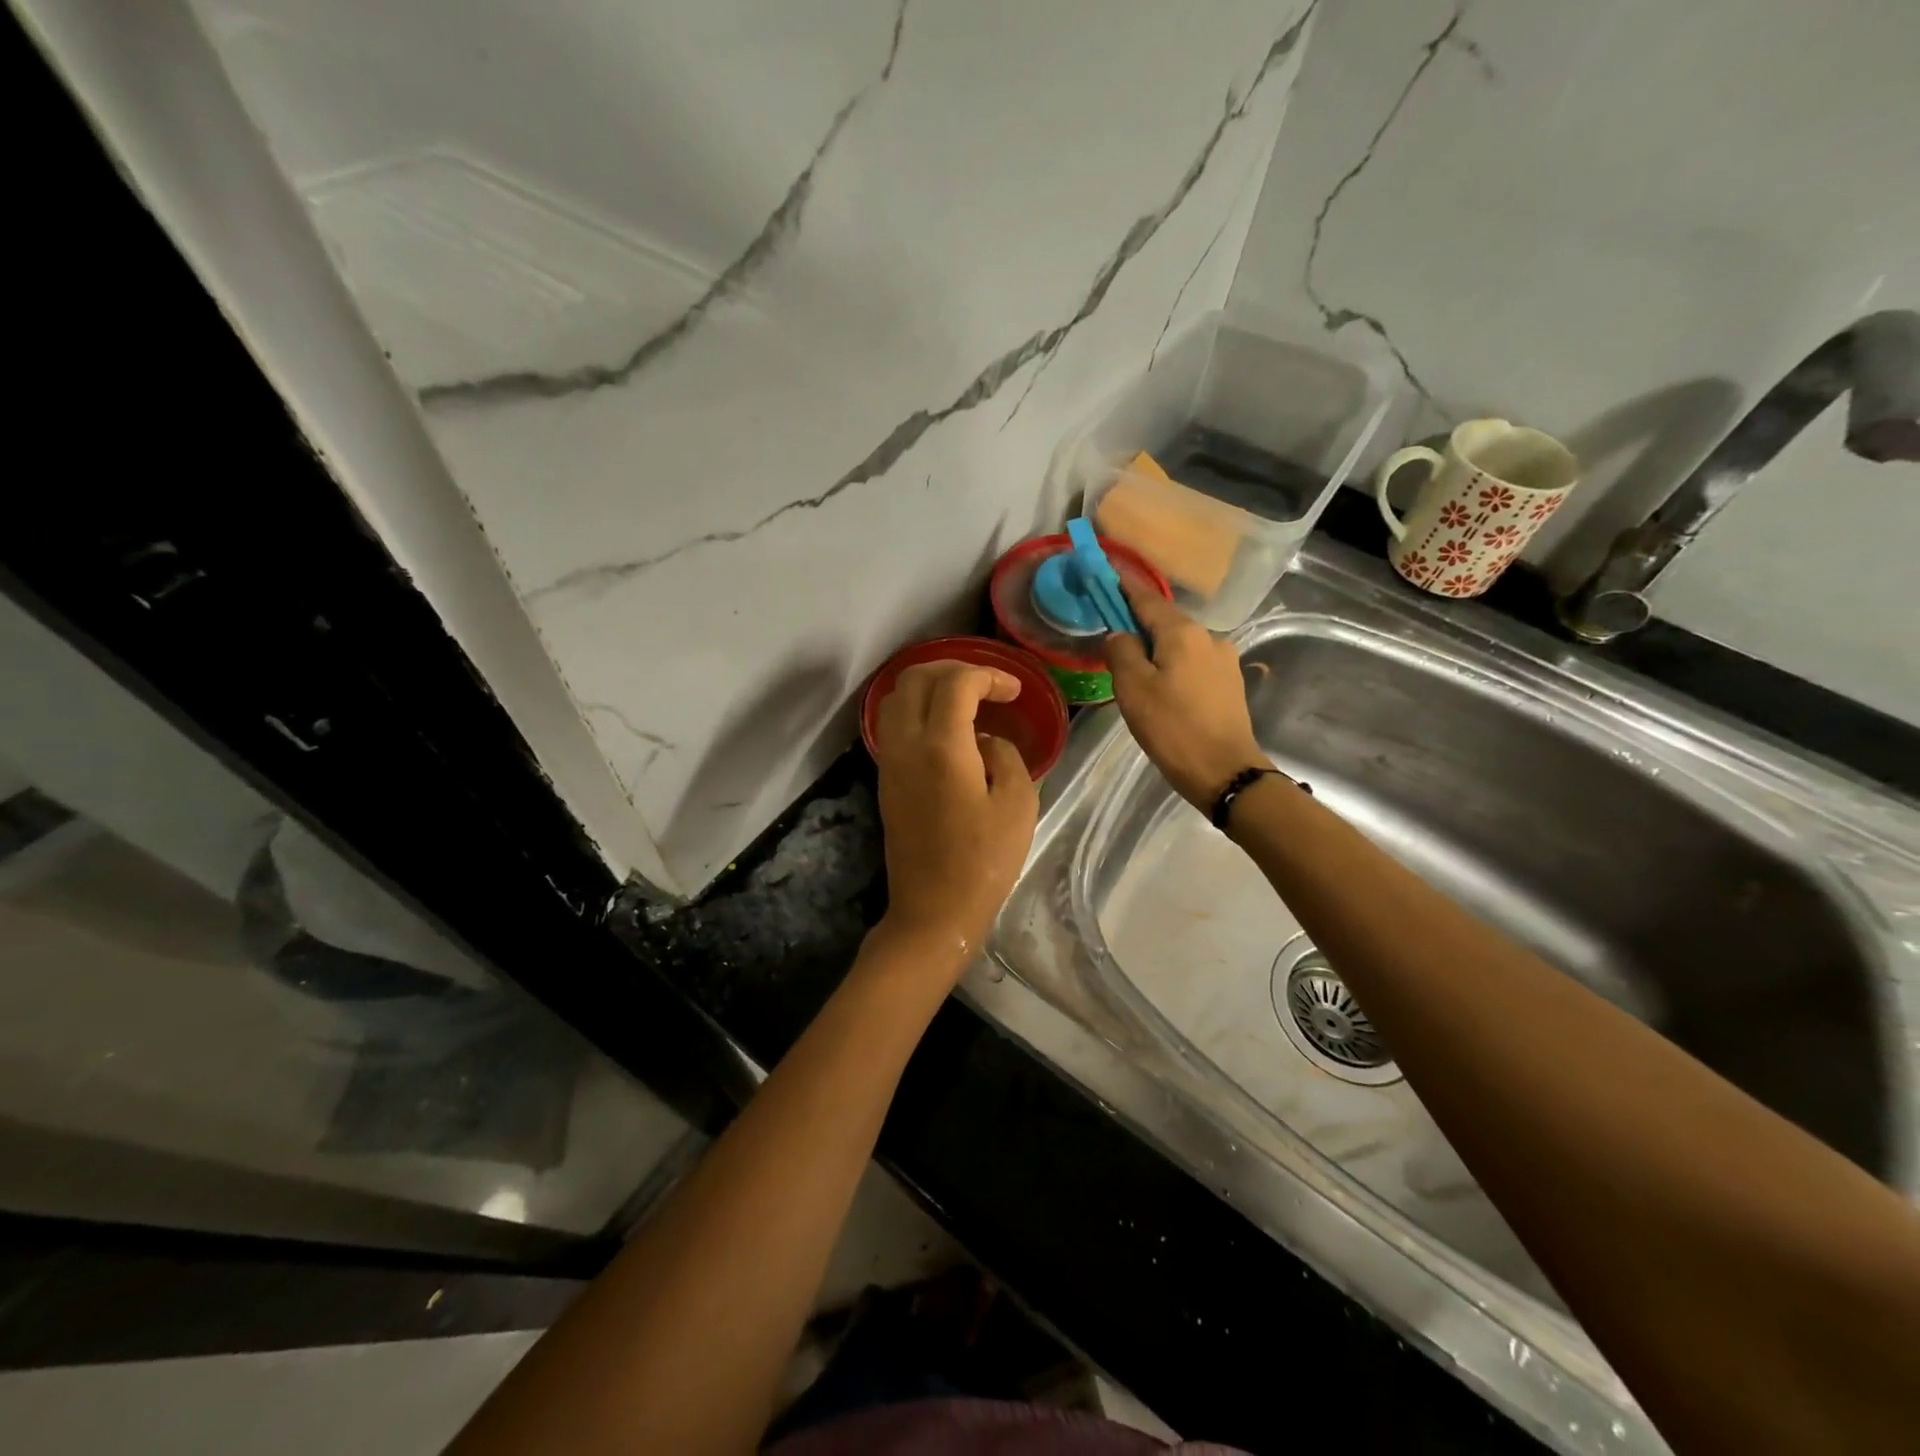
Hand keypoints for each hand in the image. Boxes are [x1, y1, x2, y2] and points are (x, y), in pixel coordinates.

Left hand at [872, 661, 1039, 968]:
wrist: (933, 910)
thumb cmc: (984, 862)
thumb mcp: (1017, 804)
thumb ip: (1005, 756)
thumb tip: (984, 741)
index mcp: (942, 746)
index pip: (956, 683)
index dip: (989, 675)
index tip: (1014, 692)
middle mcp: (907, 744)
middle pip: (917, 677)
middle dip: (955, 669)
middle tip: (988, 685)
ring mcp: (890, 761)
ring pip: (897, 697)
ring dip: (931, 686)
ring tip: (966, 700)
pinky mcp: (885, 778)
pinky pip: (893, 722)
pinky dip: (918, 708)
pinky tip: (947, 727)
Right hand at [1104, 585, 1267, 809]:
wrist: (1225, 771)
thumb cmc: (1172, 728)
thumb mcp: (1133, 689)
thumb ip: (1121, 652)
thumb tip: (1119, 633)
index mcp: (1182, 632)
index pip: (1146, 598)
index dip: (1123, 585)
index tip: (1105, 569)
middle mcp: (1208, 637)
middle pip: (1165, 620)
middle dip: (1138, 620)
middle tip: (1111, 629)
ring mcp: (1224, 660)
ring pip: (1180, 643)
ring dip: (1156, 647)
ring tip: (1135, 666)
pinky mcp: (1229, 683)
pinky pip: (1192, 663)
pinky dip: (1172, 664)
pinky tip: (1162, 685)